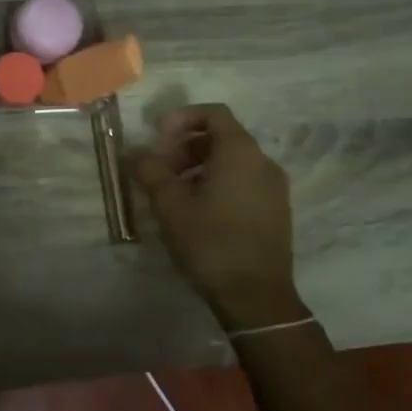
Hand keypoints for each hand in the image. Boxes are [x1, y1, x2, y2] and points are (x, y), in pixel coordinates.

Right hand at [131, 104, 303, 333]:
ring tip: (176, 193)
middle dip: (187, 145)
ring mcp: (275, 188)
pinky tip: (199, 211)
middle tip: (162, 169)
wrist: (256, 297)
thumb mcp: (170, 205)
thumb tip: (134, 152)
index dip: (182, 117)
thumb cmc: (211, 241)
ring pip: (234, 161)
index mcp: (240, 152)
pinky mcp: (277, 211)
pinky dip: (219, 182)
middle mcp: (263, 162)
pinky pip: (245, 181)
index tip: (158, 135)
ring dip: (201, 166)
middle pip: (223, 136)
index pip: (214, 113)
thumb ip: (150, 171)